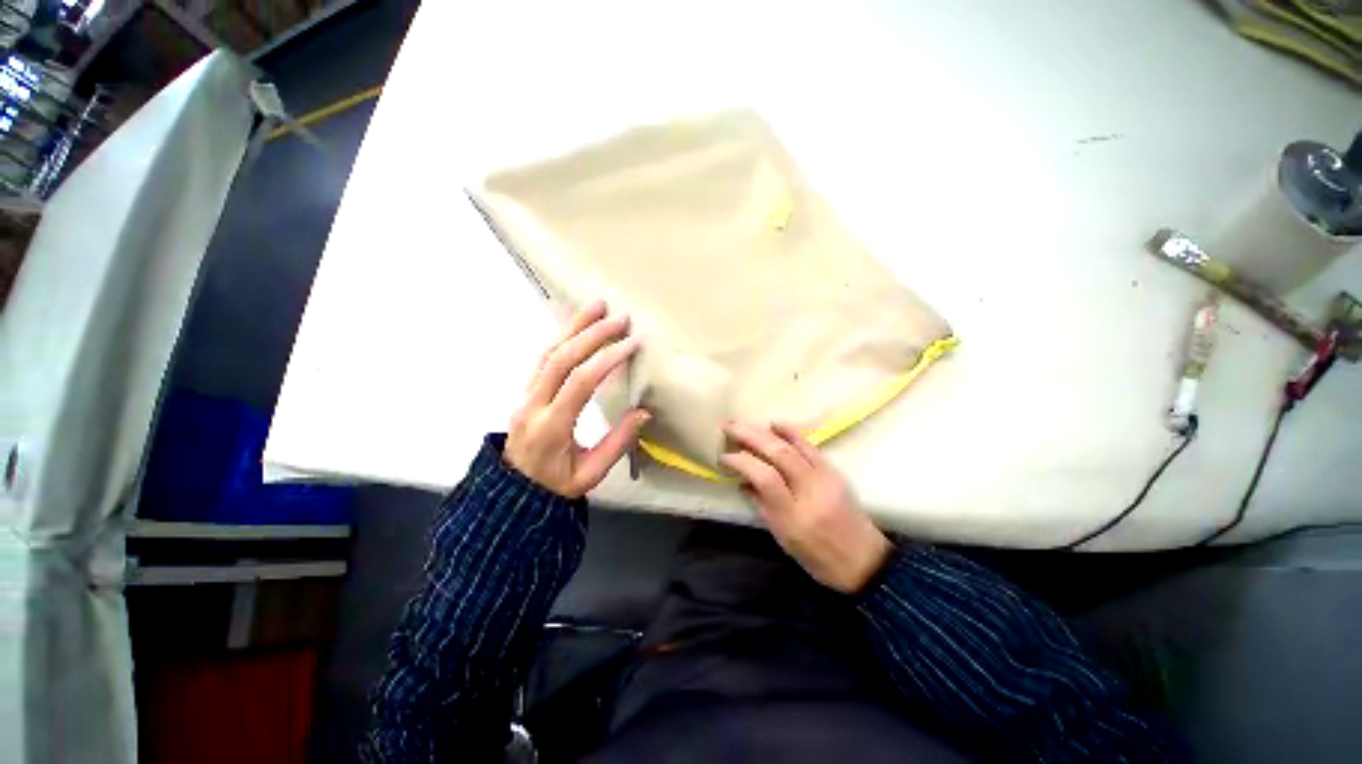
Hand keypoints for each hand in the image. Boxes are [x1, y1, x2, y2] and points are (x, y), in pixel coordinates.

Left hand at [505, 301, 649, 497]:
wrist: (515, 493)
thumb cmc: (556, 486)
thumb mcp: (591, 474)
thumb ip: (618, 442)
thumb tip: (644, 412)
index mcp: (552, 427)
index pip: (580, 382)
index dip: (607, 360)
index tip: (632, 344)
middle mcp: (533, 404)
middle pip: (561, 359)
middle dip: (592, 334)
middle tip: (620, 318)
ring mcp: (525, 395)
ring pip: (547, 352)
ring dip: (573, 327)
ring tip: (597, 306)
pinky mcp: (526, 391)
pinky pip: (542, 358)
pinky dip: (560, 336)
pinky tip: (575, 323)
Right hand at [721, 422, 890, 593]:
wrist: (864, 561)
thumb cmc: (818, 557)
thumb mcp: (783, 539)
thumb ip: (762, 507)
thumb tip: (743, 481)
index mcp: (795, 516)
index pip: (765, 478)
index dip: (742, 462)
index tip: (724, 456)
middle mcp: (811, 492)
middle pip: (779, 455)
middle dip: (751, 436)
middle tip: (730, 427)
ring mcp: (826, 478)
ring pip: (794, 446)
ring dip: (767, 431)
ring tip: (746, 423)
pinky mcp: (835, 472)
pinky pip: (810, 446)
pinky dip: (791, 432)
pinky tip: (775, 424)